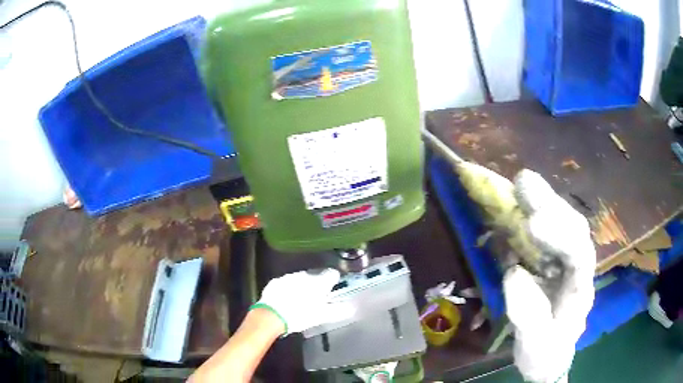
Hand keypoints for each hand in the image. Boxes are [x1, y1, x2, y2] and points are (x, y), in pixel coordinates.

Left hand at [252, 268, 354, 334]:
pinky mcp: (276, 281)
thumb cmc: (300, 316)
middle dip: (317, 285)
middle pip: (315, 276)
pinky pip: (286, 283)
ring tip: (300, 301)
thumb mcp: (322, 316)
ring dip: (302, 286)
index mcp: (319, 282)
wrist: (271, 315)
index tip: (332, 289)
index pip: (332, 274)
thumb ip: (338, 311)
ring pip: (300, 279)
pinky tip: (286, 300)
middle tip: (316, 299)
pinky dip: (288, 289)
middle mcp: (305, 275)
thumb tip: (352, 308)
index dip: (333, 281)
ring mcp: (289, 277)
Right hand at [504, 170, 595, 382]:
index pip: (579, 254)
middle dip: (551, 205)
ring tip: (521, 182)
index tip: (531, 224)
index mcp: (580, 288)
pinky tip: (519, 201)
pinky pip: (547, 230)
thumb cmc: (545, 353)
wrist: (549, 355)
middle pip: (573, 228)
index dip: (559, 235)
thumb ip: (529, 316)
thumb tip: (515, 273)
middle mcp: (578, 266)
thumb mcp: (535, 346)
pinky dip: (533, 213)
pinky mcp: (551, 258)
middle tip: (523, 183)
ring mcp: (566, 260)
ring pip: (563, 223)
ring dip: (543, 201)